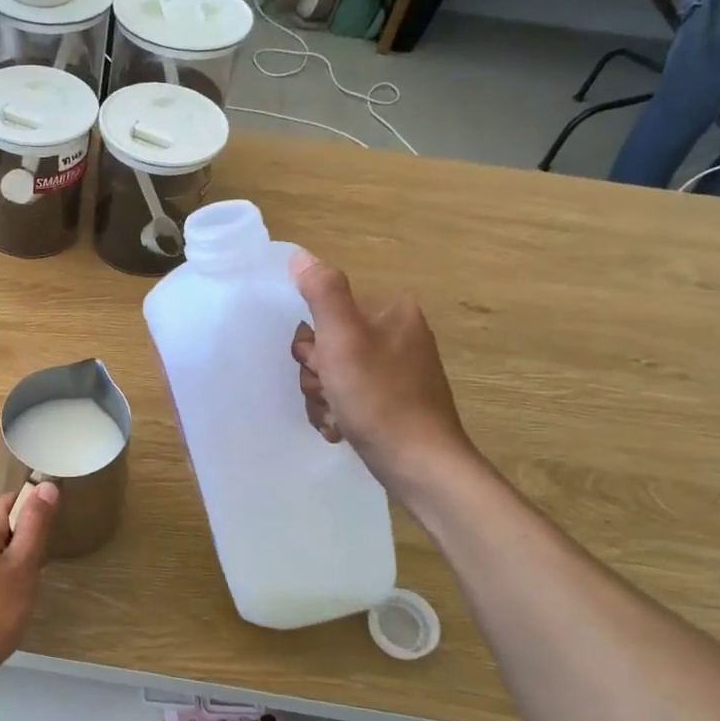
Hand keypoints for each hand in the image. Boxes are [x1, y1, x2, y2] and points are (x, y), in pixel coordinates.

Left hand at [0, 484, 59, 698]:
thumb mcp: (22, 567)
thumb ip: (36, 524)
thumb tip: (47, 484)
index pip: (19, 501)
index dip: (38, 522)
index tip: (44, 551)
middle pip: (8, 526)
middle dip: (27, 550)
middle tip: (31, 579)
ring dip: (14, 571)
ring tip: (16, 598)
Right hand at [289, 250, 477, 493]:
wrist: (419, 464)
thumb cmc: (379, 397)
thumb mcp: (343, 338)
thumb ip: (322, 292)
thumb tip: (300, 256)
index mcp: (391, 311)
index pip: (328, 310)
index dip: (312, 342)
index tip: (320, 365)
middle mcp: (398, 335)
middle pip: (329, 344)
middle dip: (318, 374)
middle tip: (330, 392)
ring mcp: (398, 371)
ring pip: (335, 374)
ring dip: (324, 398)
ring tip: (337, 417)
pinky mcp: (395, 401)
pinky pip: (351, 397)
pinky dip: (340, 413)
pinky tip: (343, 428)